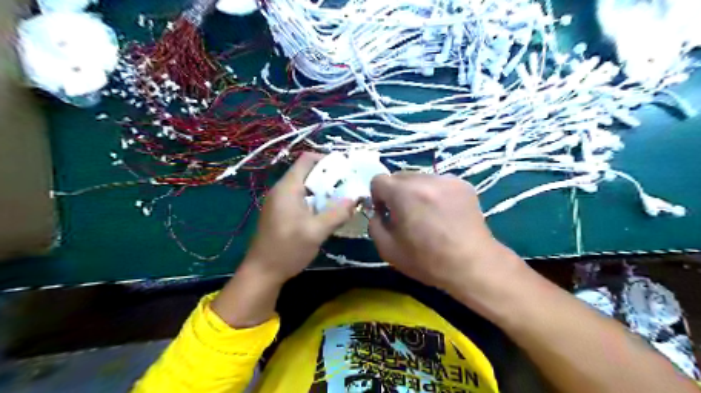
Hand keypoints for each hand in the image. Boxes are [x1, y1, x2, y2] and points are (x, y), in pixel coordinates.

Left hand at [244, 152, 356, 283]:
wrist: (262, 273)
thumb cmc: (287, 249)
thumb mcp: (316, 232)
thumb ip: (337, 214)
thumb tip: (355, 199)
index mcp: (288, 188)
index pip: (307, 159)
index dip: (327, 160)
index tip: (346, 170)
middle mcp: (282, 190)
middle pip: (307, 173)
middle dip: (329, 178)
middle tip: (348, 188)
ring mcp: (279, 202)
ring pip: (305, 187)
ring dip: (323, 192)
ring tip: (342, 201)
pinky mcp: (280, 213)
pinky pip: (300, 199)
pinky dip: (315, 202)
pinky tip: (326, 215)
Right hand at [369, 174, 521, 296]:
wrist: (472, 264)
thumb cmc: (427, 260)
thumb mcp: (388, 249)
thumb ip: (374, 225)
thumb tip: (378, 213)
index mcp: (403, 193)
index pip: (379, 180)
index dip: (378, 197)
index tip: (386, 213)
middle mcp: (425, 179)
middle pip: (399, 176)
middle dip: (397, 193)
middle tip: (406, 214)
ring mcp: (446, 179)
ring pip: (420, 178)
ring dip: (416, 191)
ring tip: (428, 214)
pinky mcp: (463, 184)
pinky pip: (438, 182)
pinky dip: (435, 193)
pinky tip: (444, 212)